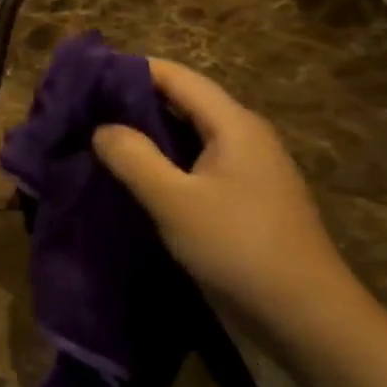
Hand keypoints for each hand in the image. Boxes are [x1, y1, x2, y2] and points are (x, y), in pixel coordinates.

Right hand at [93, 59, 369, 341]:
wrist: (304, 316)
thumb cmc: (238, 247)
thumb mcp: (175, 201)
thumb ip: (134, 158)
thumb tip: (102, 128)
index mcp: (234, 125)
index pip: (177, 77)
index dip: (132, 70)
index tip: (86, 75)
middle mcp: (242, 138)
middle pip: (182, 104)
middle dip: (132, 103)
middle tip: (82, 111)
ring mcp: (244, 171)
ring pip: (186, 138)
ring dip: (145, 137)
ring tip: (96, 141)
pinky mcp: (240, 202)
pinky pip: (193, 168)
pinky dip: (160, 165)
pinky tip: (130, 179)